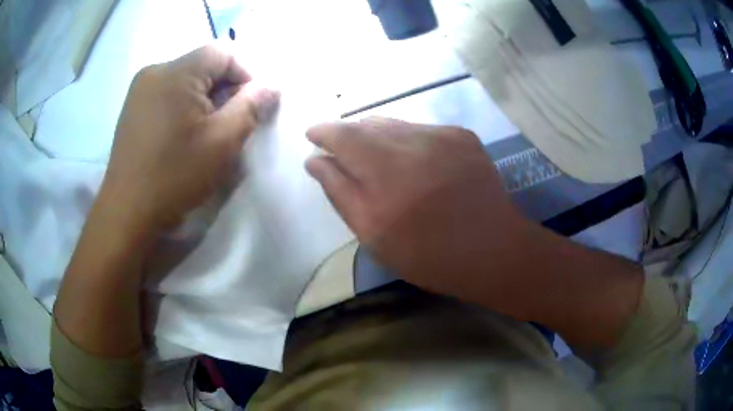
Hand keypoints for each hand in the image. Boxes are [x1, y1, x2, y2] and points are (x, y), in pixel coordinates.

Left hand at [102, 44, 278, 229]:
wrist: (127, 213)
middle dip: (225, 88)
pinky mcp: (133, 107)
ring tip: (206, 132)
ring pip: (186, 79)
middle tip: (230, 123)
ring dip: (205, 99)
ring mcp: (140, 89)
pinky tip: (183, 135)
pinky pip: (168, 93)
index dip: (246, 74)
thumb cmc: (174, 176)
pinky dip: (184, 106)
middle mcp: (155, 71)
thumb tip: (272, 85)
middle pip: (204, 64)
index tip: (251, 106)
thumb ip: (251, 106)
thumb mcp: (222, 142)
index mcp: (176, 72)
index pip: (224, 52)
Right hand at [305, 118, 531, 310]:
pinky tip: (414, 163)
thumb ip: (340, 191)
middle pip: (368, 124)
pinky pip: (422, 130)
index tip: (313, 135)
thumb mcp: (373, 233)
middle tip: (344, 152)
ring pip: (396, 124)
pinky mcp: (462, 136)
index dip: (324, 131)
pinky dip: (407, 140)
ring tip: (377, 158)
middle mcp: (413, 142)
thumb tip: (315, 160)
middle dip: (350, 135)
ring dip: (378, 136)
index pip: (342, 135)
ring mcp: (442, 135)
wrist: (492, 250)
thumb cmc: (428, 254)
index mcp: (385, 171)